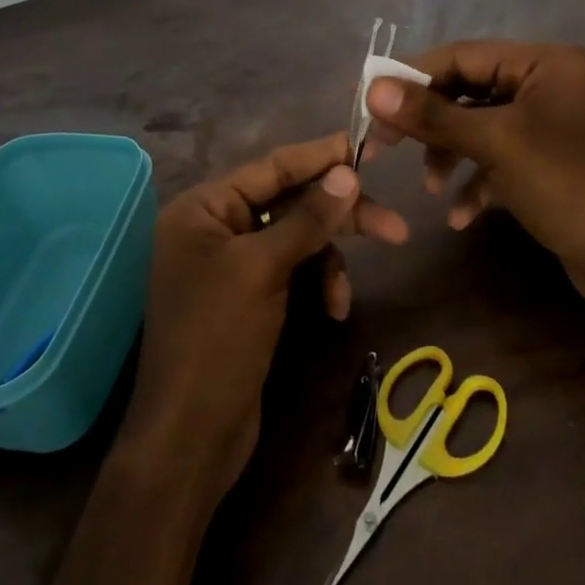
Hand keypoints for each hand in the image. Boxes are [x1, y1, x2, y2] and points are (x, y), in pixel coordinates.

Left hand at [122, 133, 407, 501]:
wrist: (191, 436)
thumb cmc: (216, 338)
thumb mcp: (262, 270)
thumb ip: (307, 218)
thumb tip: (347, 172)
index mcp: (203, 209)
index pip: (270, 168)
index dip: (319, 157)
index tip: (364, 147)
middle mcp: (215, 228)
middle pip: (289, 203)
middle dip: (338, 216)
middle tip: (394, 226)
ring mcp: (232, 264)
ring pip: (297, 239)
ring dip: (328, 261)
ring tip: (344, 297)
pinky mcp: (250, 296)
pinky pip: (293, 271)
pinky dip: (316, 285)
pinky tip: (333, 311)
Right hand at [364, 41, 584, 323]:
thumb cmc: (569, 185)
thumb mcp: (496, 143)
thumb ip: (434, 115)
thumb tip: (375, 88)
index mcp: (543, 63)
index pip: (462, 56)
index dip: (412, 76)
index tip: (368, 98)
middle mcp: (546, 86)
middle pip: (468, 92)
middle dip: (429, 123)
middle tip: (383, 145)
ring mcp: (548, 128)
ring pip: (479, 129)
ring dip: (449, 156)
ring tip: (429, 188)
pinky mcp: (548, 166)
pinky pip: (499, 162)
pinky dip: (476, 183)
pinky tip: (461, 216)